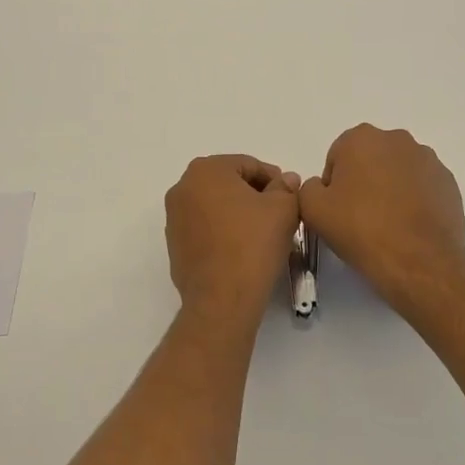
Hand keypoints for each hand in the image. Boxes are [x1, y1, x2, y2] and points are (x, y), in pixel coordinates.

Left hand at [165, 155, 300, 329]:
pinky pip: (205, 228)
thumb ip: (286, 188)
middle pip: (229, 183)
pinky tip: (243, 249)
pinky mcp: (174, 245)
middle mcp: (183, 188)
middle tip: (279, 214)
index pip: (248, 165)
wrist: (222, 299)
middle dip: (255, 195)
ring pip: (216, 206)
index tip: (290, 197)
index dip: (274, 179)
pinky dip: (223, 232)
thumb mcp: (282, 208)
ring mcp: (174, 218)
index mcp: (206, 170)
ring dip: (239, 213)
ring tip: (263, 233)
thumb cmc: (253, 244)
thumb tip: (286, 180)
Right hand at [298, 125, 464, 314]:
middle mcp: (397, 139)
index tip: (337, 211)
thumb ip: (309, 188)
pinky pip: (422, 187)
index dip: (333, 186)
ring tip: (386, 225)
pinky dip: (414, 201)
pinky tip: (408, 228)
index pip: (338, 157)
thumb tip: (323, 187)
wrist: (419, 261)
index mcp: (362, 138)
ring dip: (390, 190)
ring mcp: (428, 160)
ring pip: (397, 172)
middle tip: (359, 218)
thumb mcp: (313, 209)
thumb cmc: (361, 229)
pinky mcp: (448, 183)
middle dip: (363, 182)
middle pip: (370, 160)